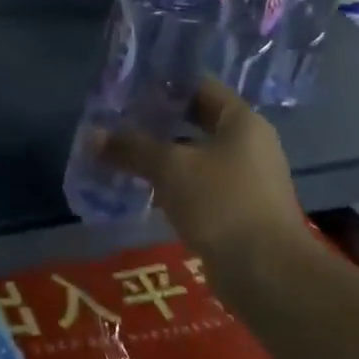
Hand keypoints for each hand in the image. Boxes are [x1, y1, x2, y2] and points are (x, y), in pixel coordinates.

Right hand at [100, 78, 305, 266]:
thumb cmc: (221, 203)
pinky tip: (145, 191)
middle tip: (119, 123)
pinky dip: (175, 185)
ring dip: (164, 157)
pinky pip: (201, 186)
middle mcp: (249, 144)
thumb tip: (92, 135)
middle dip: (158, 123)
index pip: (200, 86)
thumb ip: (132, 148)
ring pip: (197, 156)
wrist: (266, 273)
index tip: (129, 91)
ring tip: (124, 156)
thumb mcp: (170, 168)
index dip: (164, 85)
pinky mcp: (240, 210)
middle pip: (197, 121)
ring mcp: (247, 179)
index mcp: (242, 121)